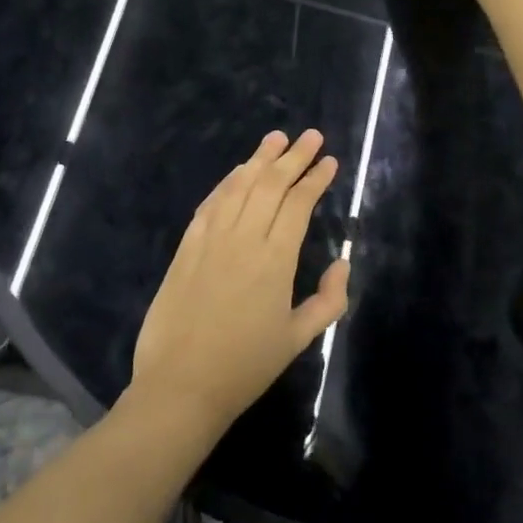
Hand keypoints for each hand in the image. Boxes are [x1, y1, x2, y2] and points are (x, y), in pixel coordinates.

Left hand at [130, 129, 349, 433]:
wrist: (181, 386)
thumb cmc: (245, 367)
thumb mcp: (299, 339)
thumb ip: (329, 300)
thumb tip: (342, 261)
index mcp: (276, 260)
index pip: (299, 204)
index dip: (315, 178)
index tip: (329, 161)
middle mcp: (244, 239)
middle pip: (271, 185)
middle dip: (293, 156)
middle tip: (311, 136)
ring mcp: (211, 239)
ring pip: (239, 186)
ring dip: (260, 159)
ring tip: (276, 138)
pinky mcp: (186, 247)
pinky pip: (211, 204)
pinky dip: (227, 182)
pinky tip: (238, 172)